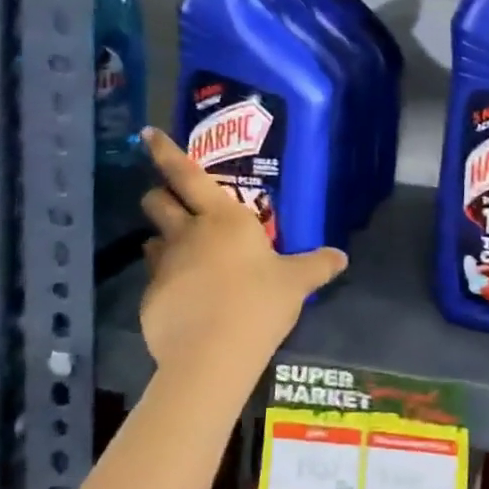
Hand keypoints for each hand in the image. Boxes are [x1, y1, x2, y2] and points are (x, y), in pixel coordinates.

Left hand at [137, 127, 347, 391]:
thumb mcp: (296, 283)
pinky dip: (168, 284)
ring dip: (162, 241)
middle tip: (172, 203)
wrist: (212, 355)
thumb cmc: (259, 303)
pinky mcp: (150, 298)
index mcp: (223, 217)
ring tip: (183, 256)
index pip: (186, 174)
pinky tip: (186, 303)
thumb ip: (317, 265)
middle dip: (160, 196)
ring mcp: (164, 265)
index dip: (166, 152)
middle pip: (157, 201)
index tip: (146, 133)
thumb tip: (342, 257)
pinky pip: (155, 281)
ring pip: (152, 240)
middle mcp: (188, 233)